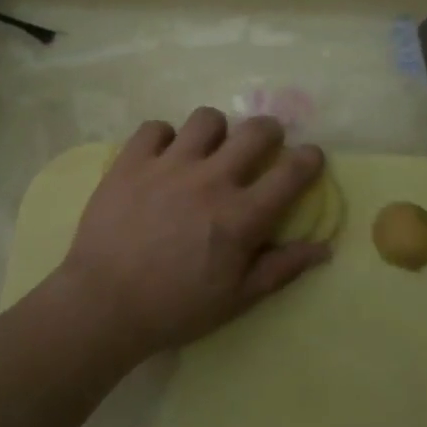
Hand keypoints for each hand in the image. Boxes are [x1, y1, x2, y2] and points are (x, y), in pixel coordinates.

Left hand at [55, 109, 328, 361]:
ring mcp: (169, 165)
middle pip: (256, 130)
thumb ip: (281, 269)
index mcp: (241, 216)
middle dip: (269, 132)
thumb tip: (323, 248)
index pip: (292, 172)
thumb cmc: (176, 308)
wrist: (103, 304)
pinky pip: (155, 127)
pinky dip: (163, 139)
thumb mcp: (237, 299)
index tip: (309, 157)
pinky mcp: (131, 161)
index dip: (310, 158)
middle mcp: (211, 180)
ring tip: (206, 151)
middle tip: (261, 146)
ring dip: (215, 132)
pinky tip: (161, 159)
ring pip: (206, 119)